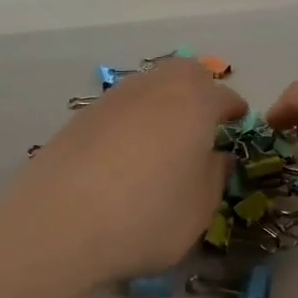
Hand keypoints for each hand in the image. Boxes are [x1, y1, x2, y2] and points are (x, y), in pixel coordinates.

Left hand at [4, 60, 245, 289]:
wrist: (59, 223)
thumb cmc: (146, 217)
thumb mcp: (198, 209)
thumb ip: (214, 176)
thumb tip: (216, 157)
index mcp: (193, 103)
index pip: (222, 96)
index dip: (233, 109)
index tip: (238, 121)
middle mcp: (153, 88)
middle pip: (182, 74)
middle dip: (198, 90)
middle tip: (202, 122)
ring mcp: (112, 99)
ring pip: (148, 86)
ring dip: (162, 103)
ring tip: (163, 139)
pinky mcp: (80, 117)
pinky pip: (118, 108)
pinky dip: (130, 121)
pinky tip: (124, 154)